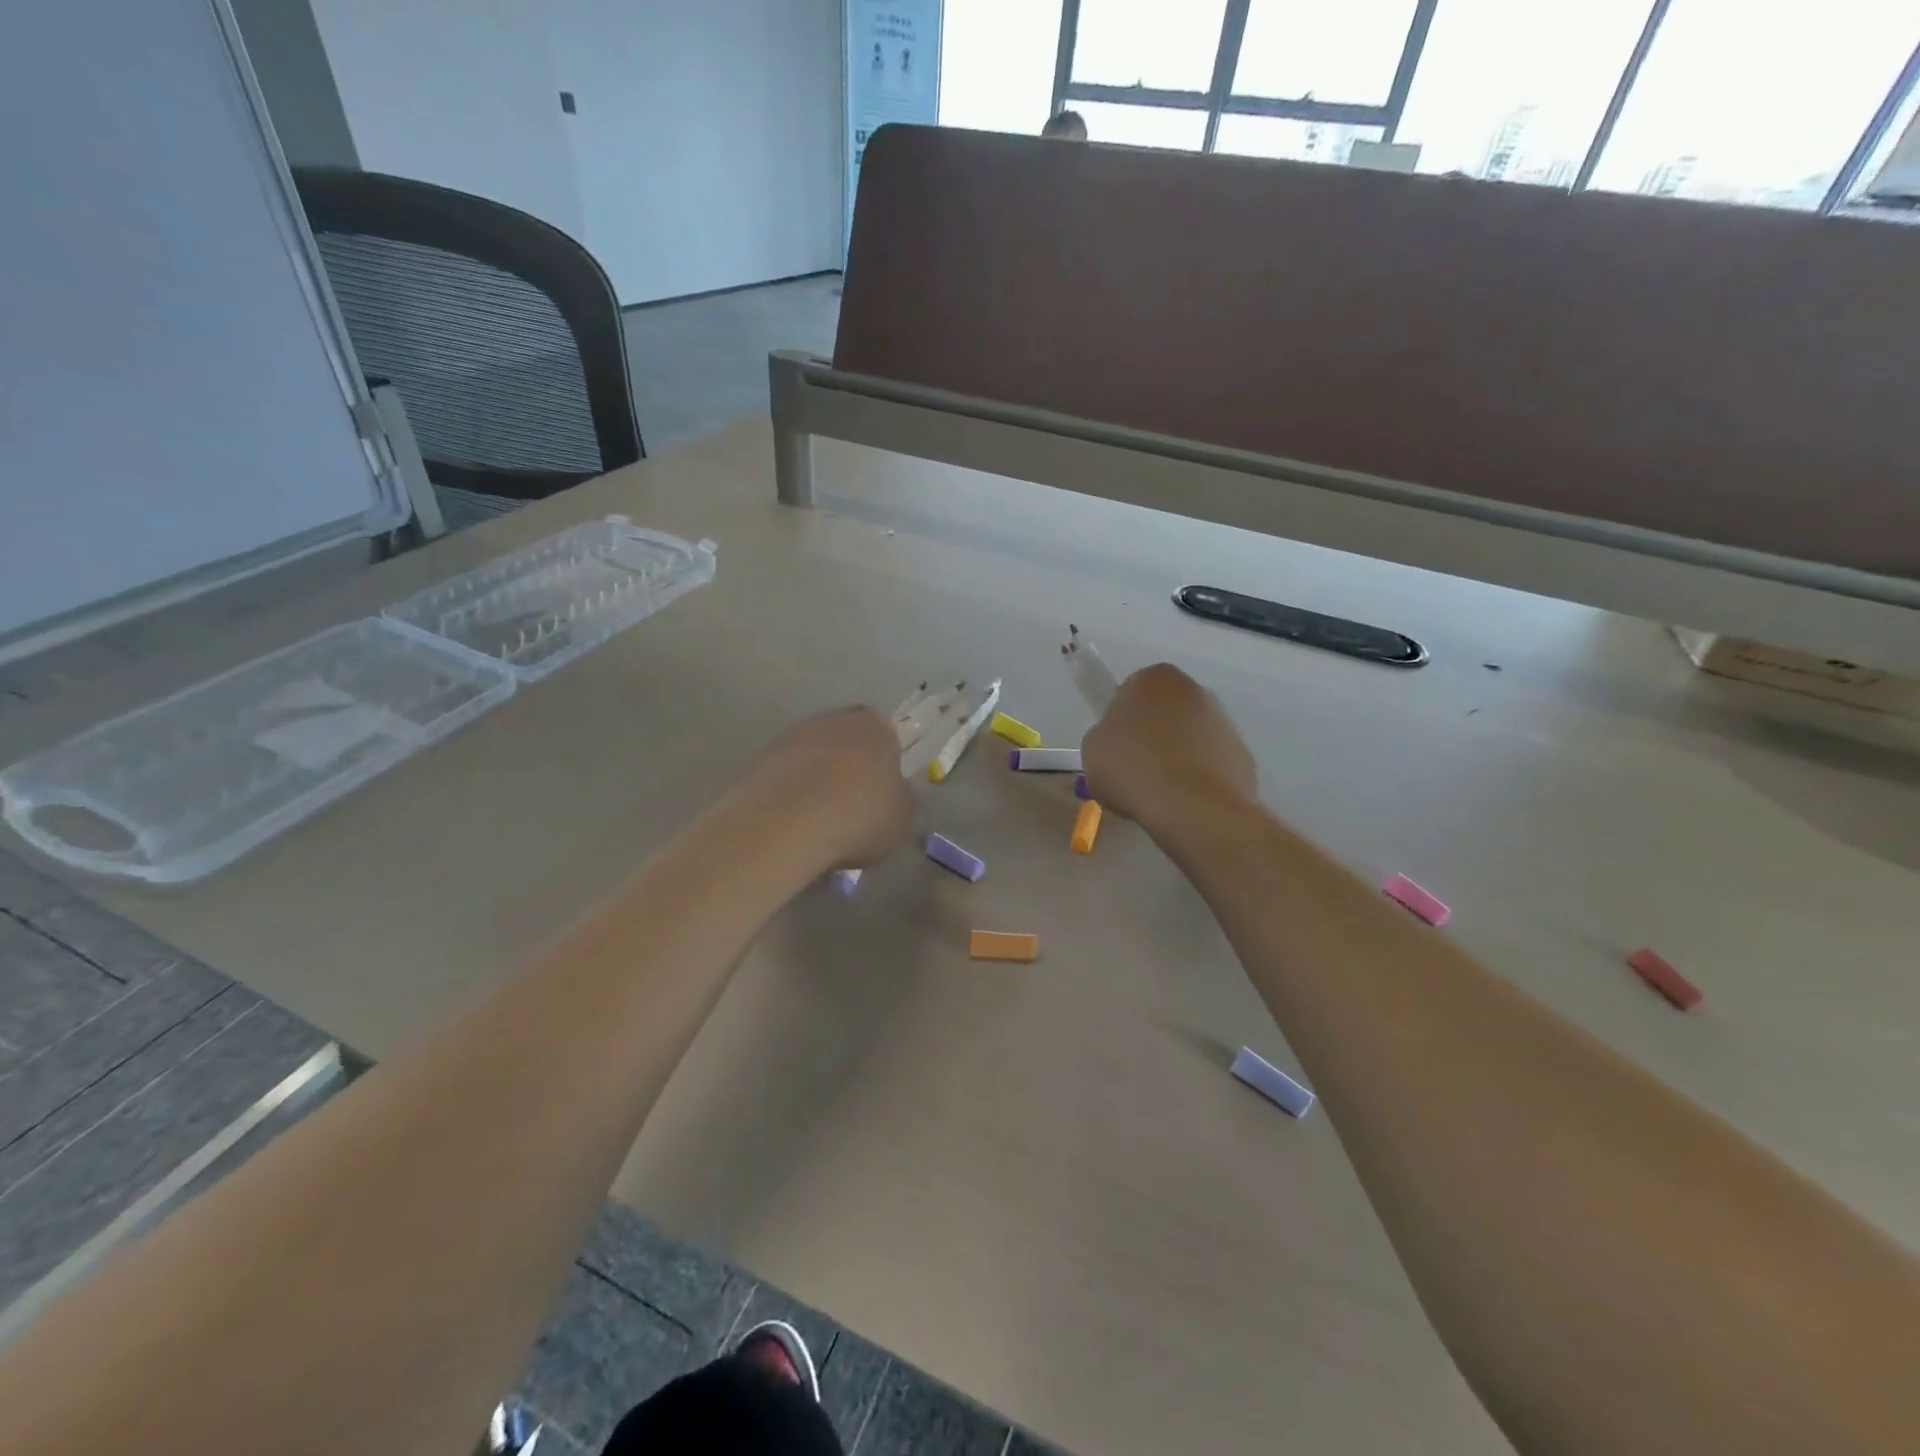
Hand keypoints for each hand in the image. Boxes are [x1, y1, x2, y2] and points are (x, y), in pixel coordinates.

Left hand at [747, 706, 915, 869]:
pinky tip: (795, 824)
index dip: (886, 762)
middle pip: (847, 740)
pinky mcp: (760, 759)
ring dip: (817, 780)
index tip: (884, 791)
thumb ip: (902, 800)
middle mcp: (834, 720)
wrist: (786, 824)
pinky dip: (792, 794)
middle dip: (850, 767)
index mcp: (876, 727)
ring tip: (820, 821)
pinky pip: (787, 775)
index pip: (887, 734)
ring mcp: (792, 736)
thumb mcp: (902, 818)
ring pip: (813, 756)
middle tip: (853, 805)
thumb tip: (896, 795)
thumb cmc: (859, 816)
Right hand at [1082, 664, 1255, 832]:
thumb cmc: (1133, 768)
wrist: (1193, 807)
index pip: (1130, 691)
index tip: (1113, 748)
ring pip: (1190, 737)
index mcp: (1154, 678)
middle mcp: (1194, 689)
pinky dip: (1198, 779)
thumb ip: (1105, 735)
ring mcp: (1224, 722)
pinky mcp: (1243, 756)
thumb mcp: (1093, 749)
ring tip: (1158, 793)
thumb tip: (1121, 743)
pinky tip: (1183, 803)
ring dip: (1177, 756)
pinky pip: (1210, 764)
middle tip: (1133, 770)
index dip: (1119, 721)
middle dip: (1152, 735)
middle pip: (1164, 711)